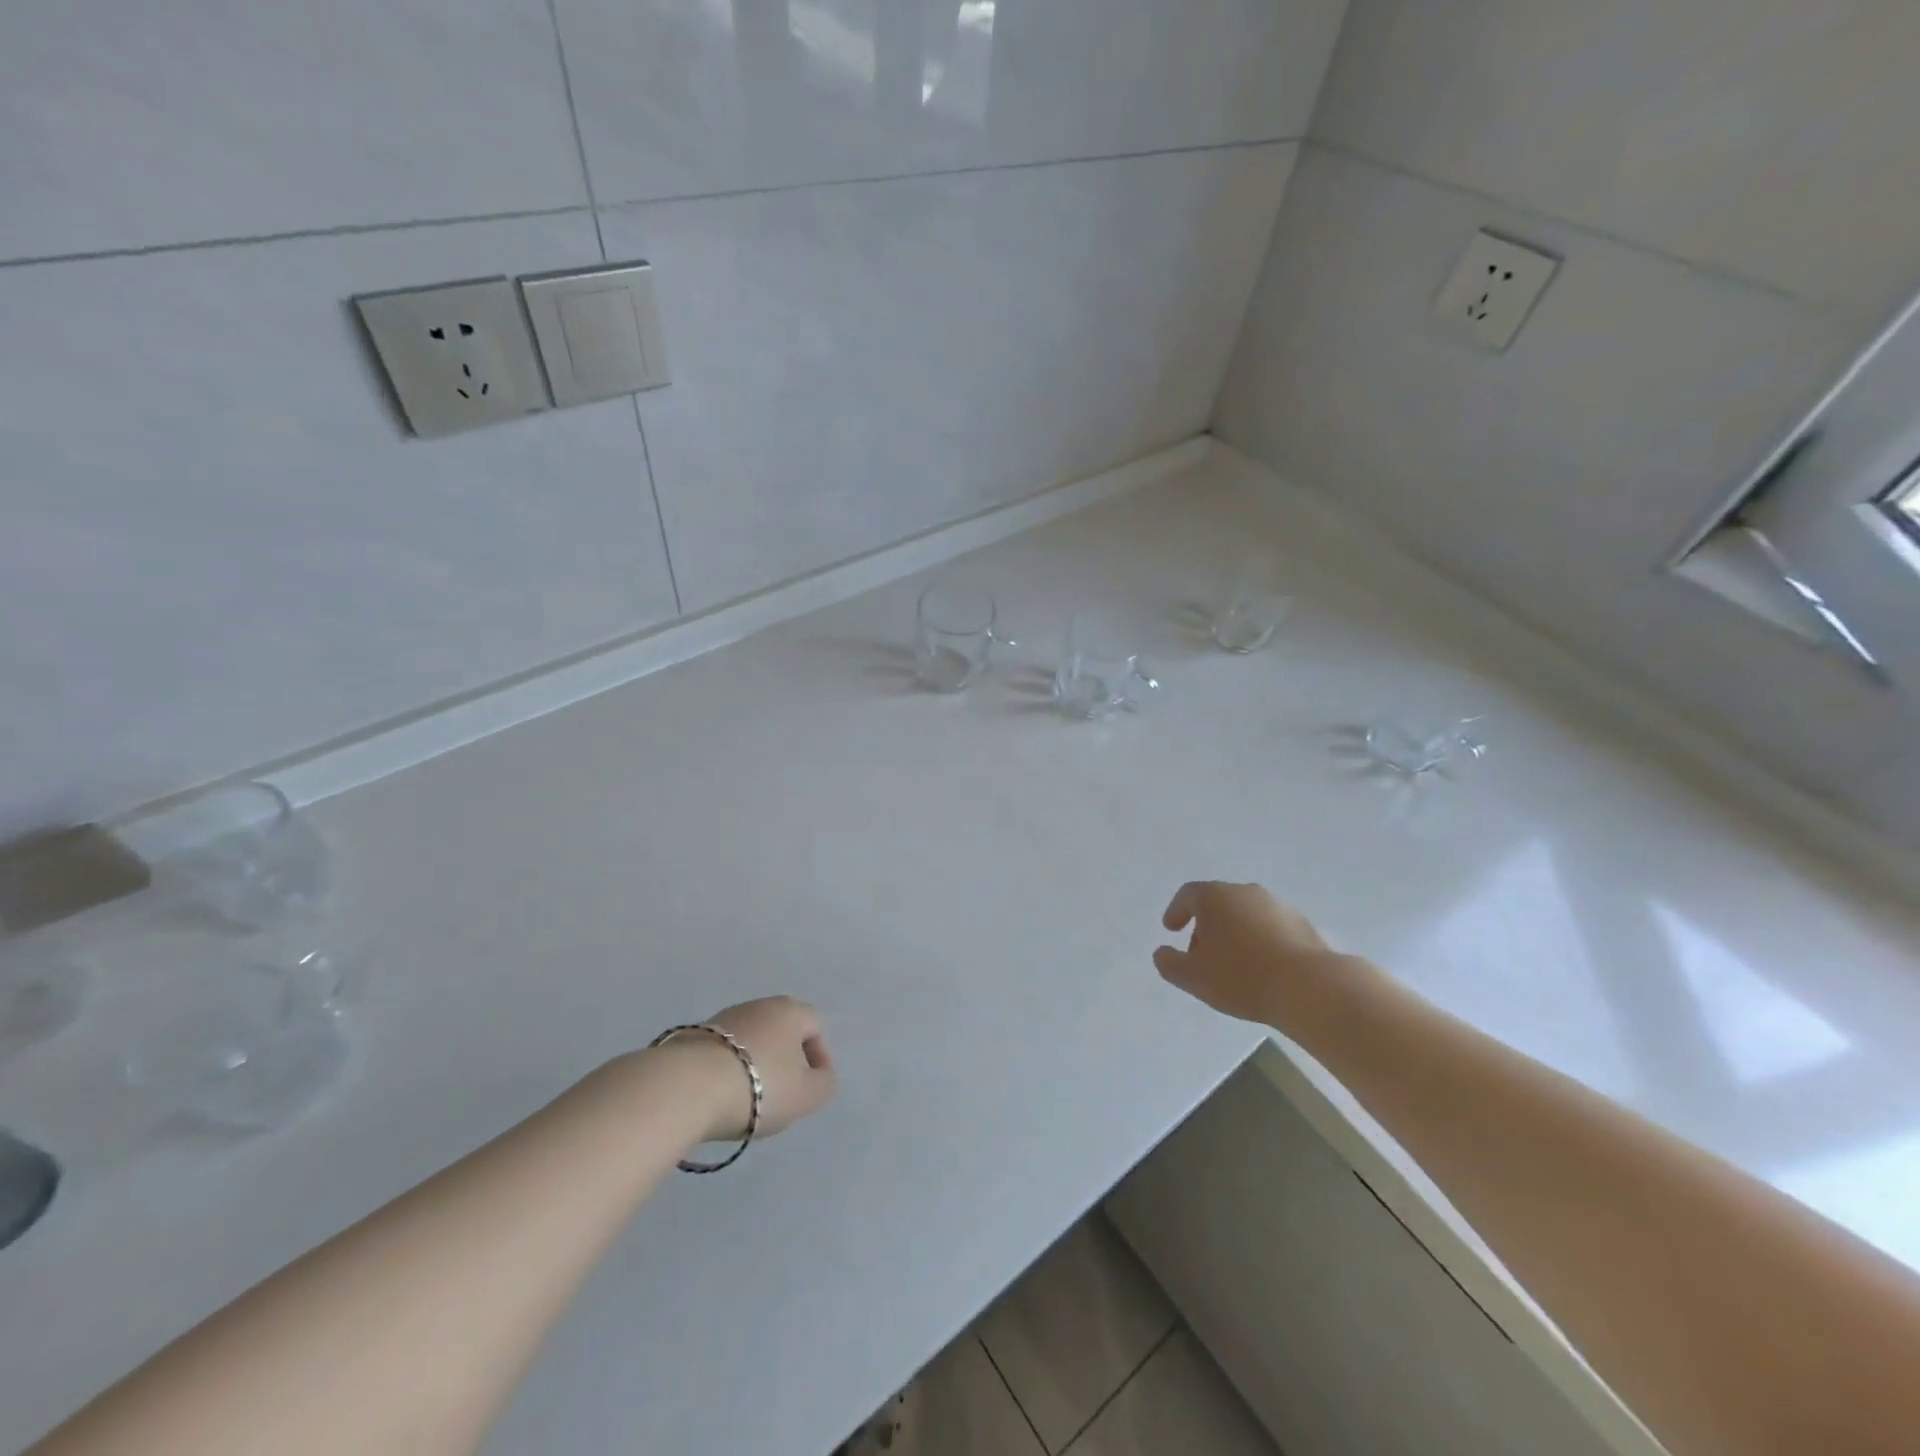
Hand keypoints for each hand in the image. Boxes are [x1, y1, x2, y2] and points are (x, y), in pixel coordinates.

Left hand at [698, 996, 836, 1141]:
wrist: (688, 1087)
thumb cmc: (760, 1086)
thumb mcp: (807, 1095)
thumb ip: (823, 1084)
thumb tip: (820, 1075)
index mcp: (791, 1011)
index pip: (815, 1026)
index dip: (819, 1056)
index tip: (811, 1086)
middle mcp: (760, 1004)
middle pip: (781, 1029)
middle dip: (785, 1058)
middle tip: (783, 1091)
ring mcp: (724, 1017)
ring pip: (751, 1038)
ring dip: (755, 1062)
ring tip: (749, 1097)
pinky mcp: (695, 1035)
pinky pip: (723, 1051)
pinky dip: (728, 1068)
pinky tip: (721, 1094)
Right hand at [1154, 881, 1333, 1024]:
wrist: (1310, 987)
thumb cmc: (1241, 977)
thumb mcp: (1192, 976)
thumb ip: (1168, 963)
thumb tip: (1162, 953)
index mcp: (1214, 897)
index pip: (1187, 895)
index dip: (1176, 911)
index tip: (1170, 929)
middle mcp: (1245, 892)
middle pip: (1217, 903)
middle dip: (1205, 926)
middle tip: (1200, 954)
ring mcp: (1277, 905)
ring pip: (1245, 914)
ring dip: (1233, 934)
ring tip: (1232, 965)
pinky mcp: (1302, 924)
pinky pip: (1269, 928)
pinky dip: (1259, 942)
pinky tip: (1261, 968)